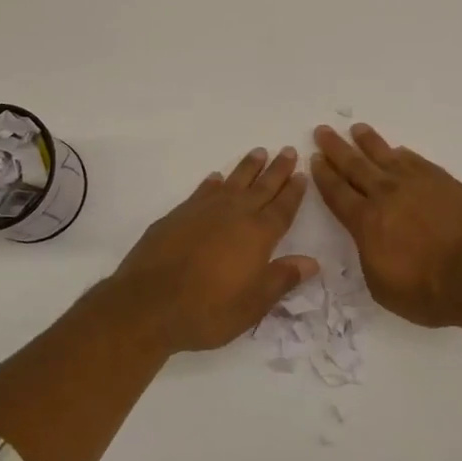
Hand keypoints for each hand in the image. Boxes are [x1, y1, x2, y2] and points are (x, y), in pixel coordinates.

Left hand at [105, 147, 318, 353]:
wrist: (149, 304)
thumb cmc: (208, 310)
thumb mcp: (253, 305)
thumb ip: (282, 279)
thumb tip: (312, 262)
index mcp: (258, 236)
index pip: (282, 208)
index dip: (293, 192)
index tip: (302, 174)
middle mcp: (234, 215)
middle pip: (261, 187)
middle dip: (277, 170)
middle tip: (288, 150)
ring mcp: (204, 211)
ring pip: (233, 181)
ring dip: (248, 167)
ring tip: (259, 152)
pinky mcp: (178, 214)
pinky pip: (203, 191)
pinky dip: (213, 182)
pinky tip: (216, 178)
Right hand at [311, 124, 461, 327]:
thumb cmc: (429, 292)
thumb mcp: (382, 286)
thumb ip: (370, 255)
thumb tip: (370, 238)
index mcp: (366, 222)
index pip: (338, 193)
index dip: (324, 176)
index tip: (314, 159)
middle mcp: (387, 195)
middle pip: (355, 166)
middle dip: (336, 148)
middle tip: (323, 131)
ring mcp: (418, 184)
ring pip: (386, 156)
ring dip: (368, 142)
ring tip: (356, 129)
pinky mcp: (445, 182)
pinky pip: (417, 161)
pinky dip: (404, 155)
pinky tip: (399, 151)